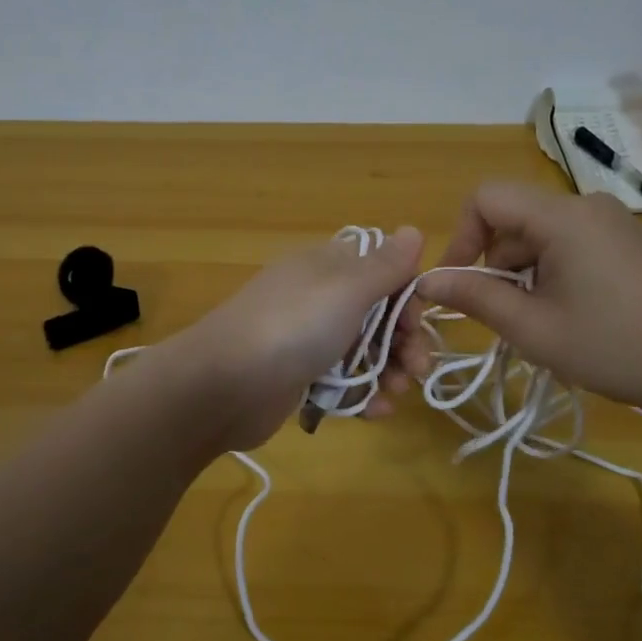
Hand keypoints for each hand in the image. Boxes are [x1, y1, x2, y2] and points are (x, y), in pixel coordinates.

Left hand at [162, 228, 424, 449]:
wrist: (223, 384)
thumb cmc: (293, 327)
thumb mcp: (347, 288)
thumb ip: (385, 265)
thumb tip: (412, 229)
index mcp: (327, 267)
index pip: (381, 271)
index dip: (407, 296)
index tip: (417, 323)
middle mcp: (317, 297)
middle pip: (377, 314)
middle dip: (404, 341)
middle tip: (418, 369)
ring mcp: (306, 338)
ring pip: (362, 350)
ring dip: (388, 370)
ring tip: (397, 393)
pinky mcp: (298, 377)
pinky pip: (341, 381)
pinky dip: (362, 394)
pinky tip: (376, 411)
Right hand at [400, 183, 641, 412]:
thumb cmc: (612, 347)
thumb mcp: (532, 328)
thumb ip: (475, 297)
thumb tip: (425, 280)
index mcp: (562, 217)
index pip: (486, 198)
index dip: (461, 235)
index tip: (458, 281)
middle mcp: (588, 205)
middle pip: (514, 218)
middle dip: (495, 262)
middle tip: (506, 314)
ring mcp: (615, 222)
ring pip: (542, 233)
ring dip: (525, 271)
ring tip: (541, 320)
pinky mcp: (631, 242)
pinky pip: (573, 242)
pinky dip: (554, 270)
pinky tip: (574, 313)